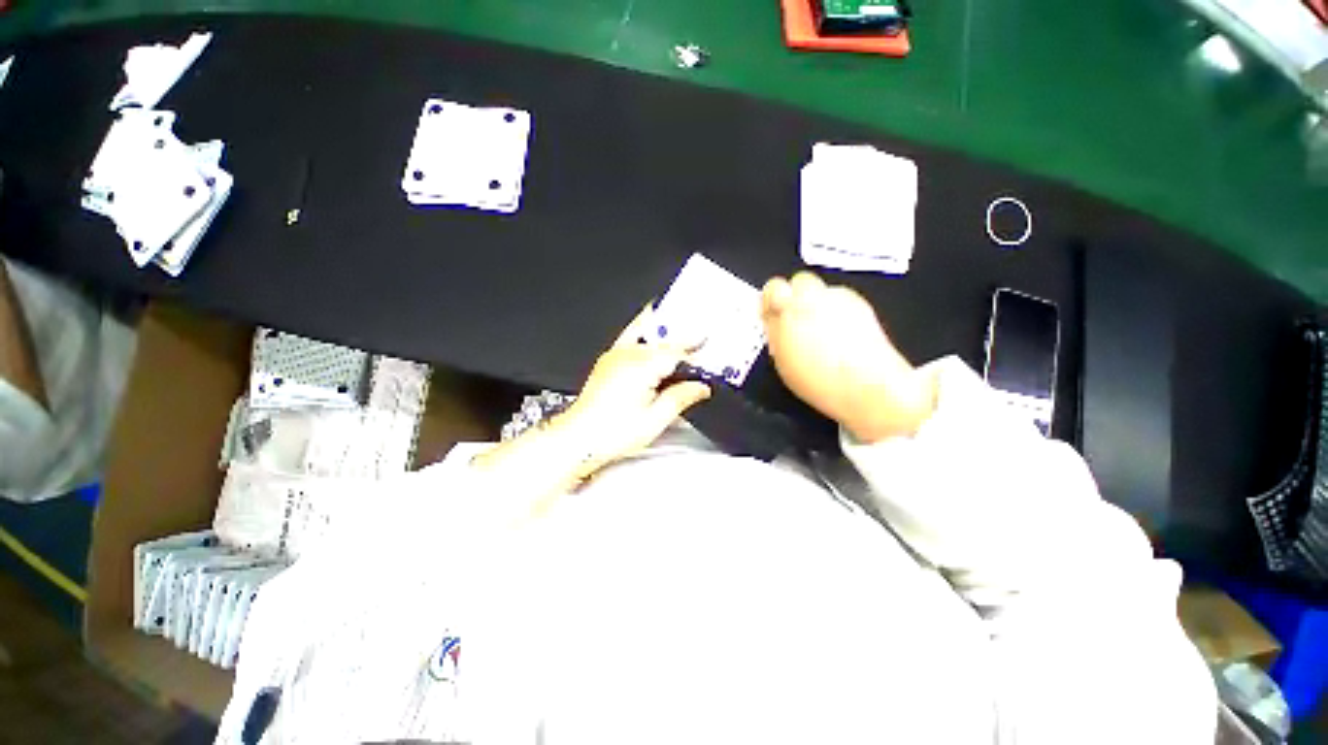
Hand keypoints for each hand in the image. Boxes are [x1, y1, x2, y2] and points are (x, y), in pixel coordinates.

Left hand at [556, 307, 711, 474]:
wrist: (578, 437)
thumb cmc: (610, 433)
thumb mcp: (654, 420)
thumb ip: (680, 398)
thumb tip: (700, 388)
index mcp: (642, 367)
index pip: (677, 350)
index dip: (696, 349)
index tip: (708, 347)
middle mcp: (627, 356)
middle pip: (662, 338)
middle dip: (683, 336)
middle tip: (699, 334)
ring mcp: (615, 355)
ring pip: (645, 331)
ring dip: (664, 329)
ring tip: (680, 323)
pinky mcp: (608, 360)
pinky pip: (630, 337)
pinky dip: (645, 333)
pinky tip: (652, 338)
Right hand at [761, 273, 936, 442]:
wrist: (868, 386)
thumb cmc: (819, 380)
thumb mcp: (783, 360)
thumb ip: (775, 331)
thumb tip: (772, 317)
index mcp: (789, 311)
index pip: (774, 288)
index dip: (773, 300)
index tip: (774, 314)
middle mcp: (815, 298)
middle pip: (800, 282)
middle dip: (796, 296)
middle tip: (797, 320)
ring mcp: (841, 299)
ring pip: (822, 292)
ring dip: (817, 304)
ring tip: (822, 332)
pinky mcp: (861, 305)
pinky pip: (841, 301)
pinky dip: (837, 312)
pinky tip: (841, 334)